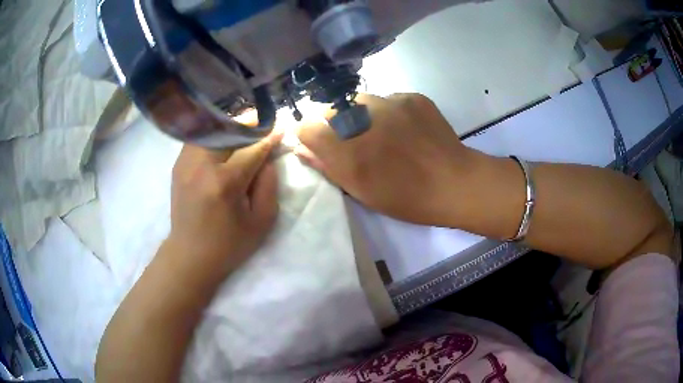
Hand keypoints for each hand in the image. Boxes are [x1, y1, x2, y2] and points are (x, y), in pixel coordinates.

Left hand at [165, 132, 282, 278]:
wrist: (190, 255)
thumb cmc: (229, 244)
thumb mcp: (261, 222)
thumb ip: (269, 185)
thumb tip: (268, 157)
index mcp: (225, 183)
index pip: (252, 149)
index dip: (270, 137)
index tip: (282, 128)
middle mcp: (202, 166)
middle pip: (230, 130)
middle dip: (250, 123)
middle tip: (264, 123)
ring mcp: (186, 163)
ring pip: (211, 130)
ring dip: (231, 127)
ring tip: (245, 130)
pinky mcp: (178, 165)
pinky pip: (199, 139)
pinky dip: (214, 135)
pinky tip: (223, 141)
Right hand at [295, 93, 477, 225]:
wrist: (455, 183)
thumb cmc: (406, 198)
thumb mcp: (361, 191)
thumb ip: (326, 165)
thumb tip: (301, 147)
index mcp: (346, 147)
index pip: (306, 126)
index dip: (310, 136)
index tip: (321, 146)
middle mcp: (362, 116)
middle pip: (330, 110)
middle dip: (335, 126)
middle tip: (358, 144)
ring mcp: (389, 101)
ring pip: (359, 101)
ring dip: (361, 116)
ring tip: (384, 134)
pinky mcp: (411, 96)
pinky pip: (388, 99)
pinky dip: (389, 112)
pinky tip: (406, 130)